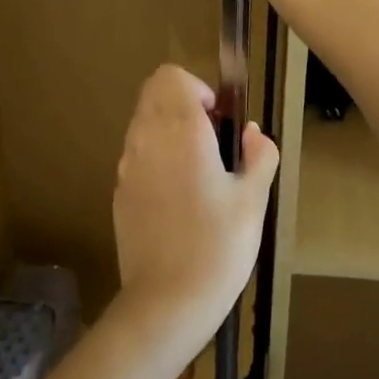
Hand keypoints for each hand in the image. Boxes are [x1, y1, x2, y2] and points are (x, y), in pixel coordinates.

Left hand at [112, 65, 277, 346]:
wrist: (166, 302)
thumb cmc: (218, 246)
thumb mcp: (253, 200)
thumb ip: (259, 155)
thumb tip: (253, 134)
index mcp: (180, 132)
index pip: (171, 76)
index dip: (197, 88)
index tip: (219, 120)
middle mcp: (146, 139)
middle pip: (153, 94)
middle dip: (183, 105)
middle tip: (213, 142)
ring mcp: (127, 167)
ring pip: (143, 123)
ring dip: (168, 131)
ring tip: (199, 172)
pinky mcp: (119, 193)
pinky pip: (136, 156)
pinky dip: (156, 158)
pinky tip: (179, 199)